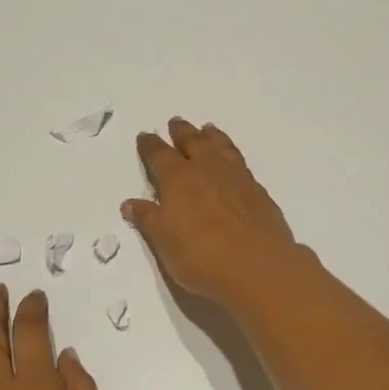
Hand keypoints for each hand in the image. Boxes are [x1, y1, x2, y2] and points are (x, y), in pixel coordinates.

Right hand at [122, 118, 303, 309]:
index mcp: (179, 179)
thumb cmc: (201, 256)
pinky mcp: (258, 192)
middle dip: (182, 132)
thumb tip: (130, 203)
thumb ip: (148, 219)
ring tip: (207, 129)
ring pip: (221, 147)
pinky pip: (240, 162)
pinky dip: (231, 154)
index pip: (160, 155)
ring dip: (211, 136)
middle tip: (176, 122)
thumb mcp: (164, 241)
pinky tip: (232, 162)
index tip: (145, 136)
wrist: (257, 266)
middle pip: (193, 143)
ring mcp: (236, 178)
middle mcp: (208, 170)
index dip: (151, 146)